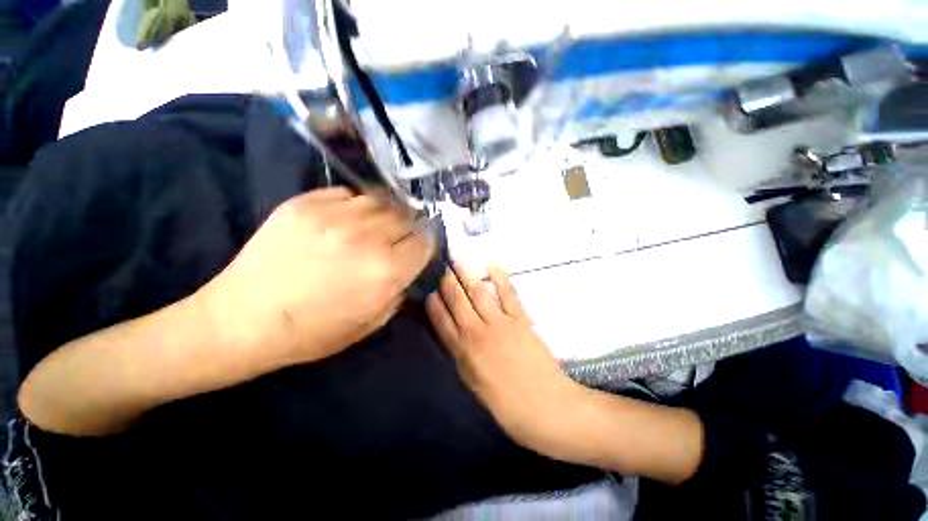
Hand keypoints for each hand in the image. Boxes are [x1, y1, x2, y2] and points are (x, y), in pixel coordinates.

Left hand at [198, 187, 434, 364]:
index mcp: (387, 271)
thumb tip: (408, 269)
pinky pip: (349, 193)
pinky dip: (357, 204)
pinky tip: (349, 218)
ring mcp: (335, 216)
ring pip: (382, 199)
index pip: (425, 241)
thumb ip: (399, 291)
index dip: (426, 243)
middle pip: (408, 215)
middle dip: (411, 225)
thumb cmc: (313, 331)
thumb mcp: (371, 322)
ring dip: (387, 211)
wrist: (243, 319)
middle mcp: (368, 237)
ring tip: (378, 222)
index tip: (420, 247)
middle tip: (402, 233)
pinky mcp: (306, 203)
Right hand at [426, 262, 589, 461]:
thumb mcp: (475, 386)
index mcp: (463, 354)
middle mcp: (476, 334)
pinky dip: (500, 277)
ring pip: (477, 293)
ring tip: (457, 260)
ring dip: (466, 274)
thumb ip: (463, 358)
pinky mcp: (519, 319)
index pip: (441, 322)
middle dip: (447, 282)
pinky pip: (507, 294)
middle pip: (457, 302)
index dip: (433, 304)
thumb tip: (454, 338)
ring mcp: (499, 324)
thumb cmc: (507, 405)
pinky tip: (491, 263)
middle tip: (441, 265)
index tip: (428, 289)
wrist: (545, 408)